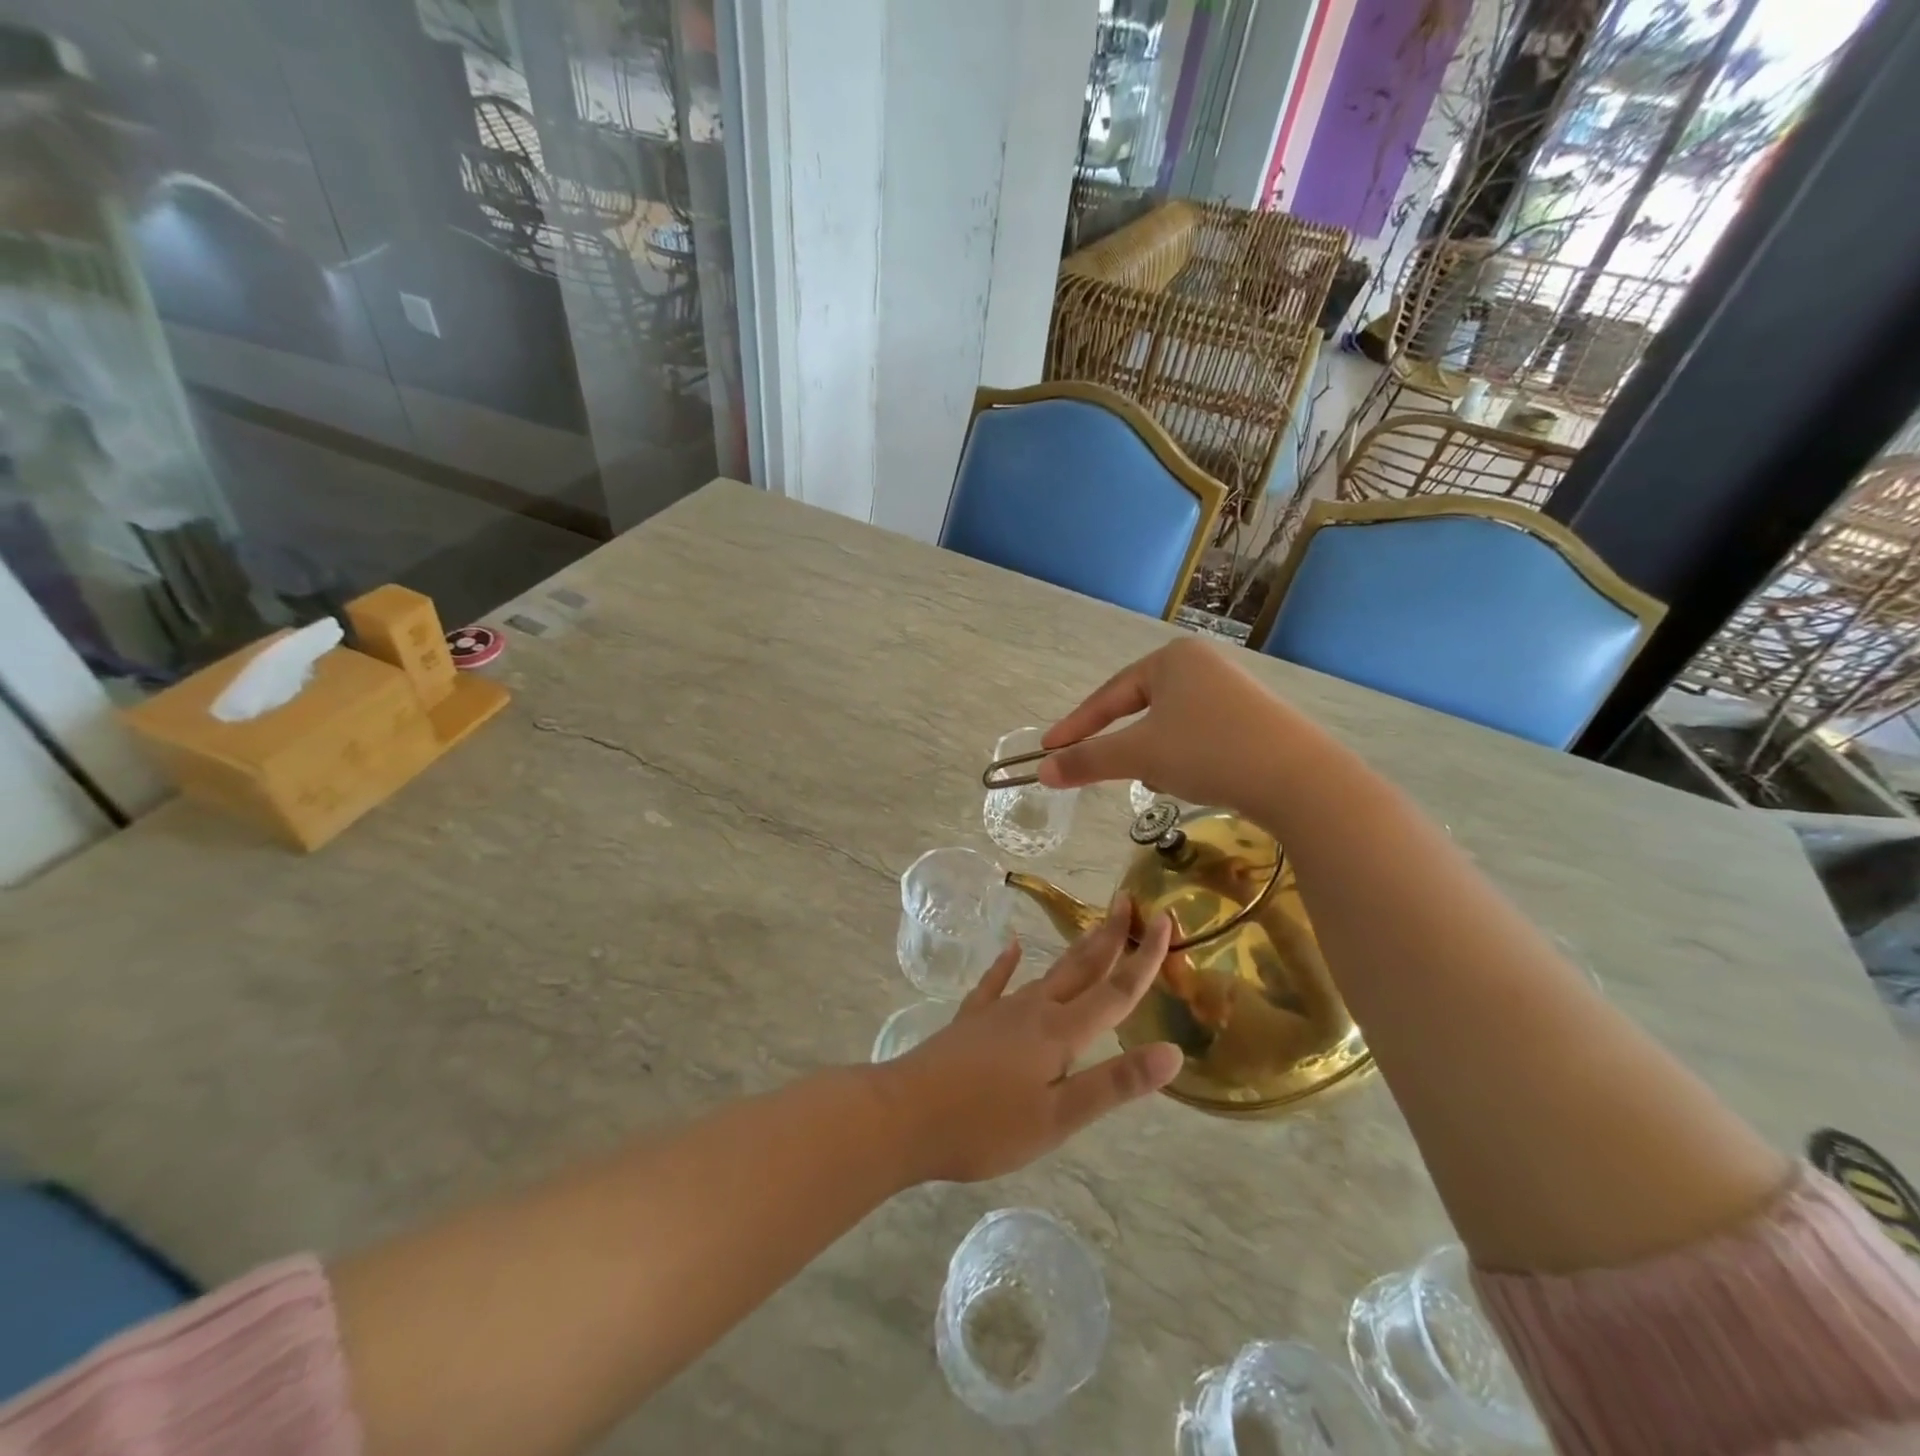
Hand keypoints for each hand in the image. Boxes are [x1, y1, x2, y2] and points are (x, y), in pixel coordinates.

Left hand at [881, 900, 1182, 1183]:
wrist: (904, 1115)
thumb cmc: (985, 1126)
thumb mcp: (1058, 1117)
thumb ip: (1114, 1084)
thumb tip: (1173, 1051)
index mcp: (1060, 1033)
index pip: (1115, 991)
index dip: (1145, 958)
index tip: (1166, 921)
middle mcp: (1033, 1010)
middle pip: (1081, 967)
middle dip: (1109, 935)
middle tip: (1128, 901)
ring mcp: (998, 1011)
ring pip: (1047, 972)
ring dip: (1074, 950)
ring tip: (1092, 929)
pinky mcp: (971, 1021)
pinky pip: (996, 983)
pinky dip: (1007, 965)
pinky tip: (1013, 949)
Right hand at [1038, 638, 1298, 810]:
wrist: (1300, 780)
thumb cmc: (1208, 752)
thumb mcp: (1139, 756)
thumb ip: (1087, 760)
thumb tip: (1042, 772)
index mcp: (1171, 658)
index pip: (1108, 695)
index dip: (1075, 726)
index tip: (1048, 750)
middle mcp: (1202, 665)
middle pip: (1140, 710)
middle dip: (1125, 745)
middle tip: (1107, 770)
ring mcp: (1232, 691)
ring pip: (1169, 727)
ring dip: (1157, 755)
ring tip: (1169, 780)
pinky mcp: (1253, 720)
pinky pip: (1199, 736)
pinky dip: (1186, 759)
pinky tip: (1199, 780)